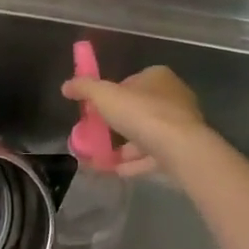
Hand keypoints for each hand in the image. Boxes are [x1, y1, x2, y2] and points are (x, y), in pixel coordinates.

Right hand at [61, 66, 206, 177]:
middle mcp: (173, 98)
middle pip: (137, 110)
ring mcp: (180, 126)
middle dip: (116, 124)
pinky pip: (152, 156)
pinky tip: (114, 171)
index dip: (111, 95)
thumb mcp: (105, 96)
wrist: (181, 150)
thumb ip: (85, 88)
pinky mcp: (182, 150)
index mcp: (158, 78)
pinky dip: (133, 163)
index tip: (95, 110)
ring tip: (99, 158)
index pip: (130, 82)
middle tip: (95, 136)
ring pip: (145, 135)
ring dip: (123, 147)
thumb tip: (66, 86)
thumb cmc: (143, 114)